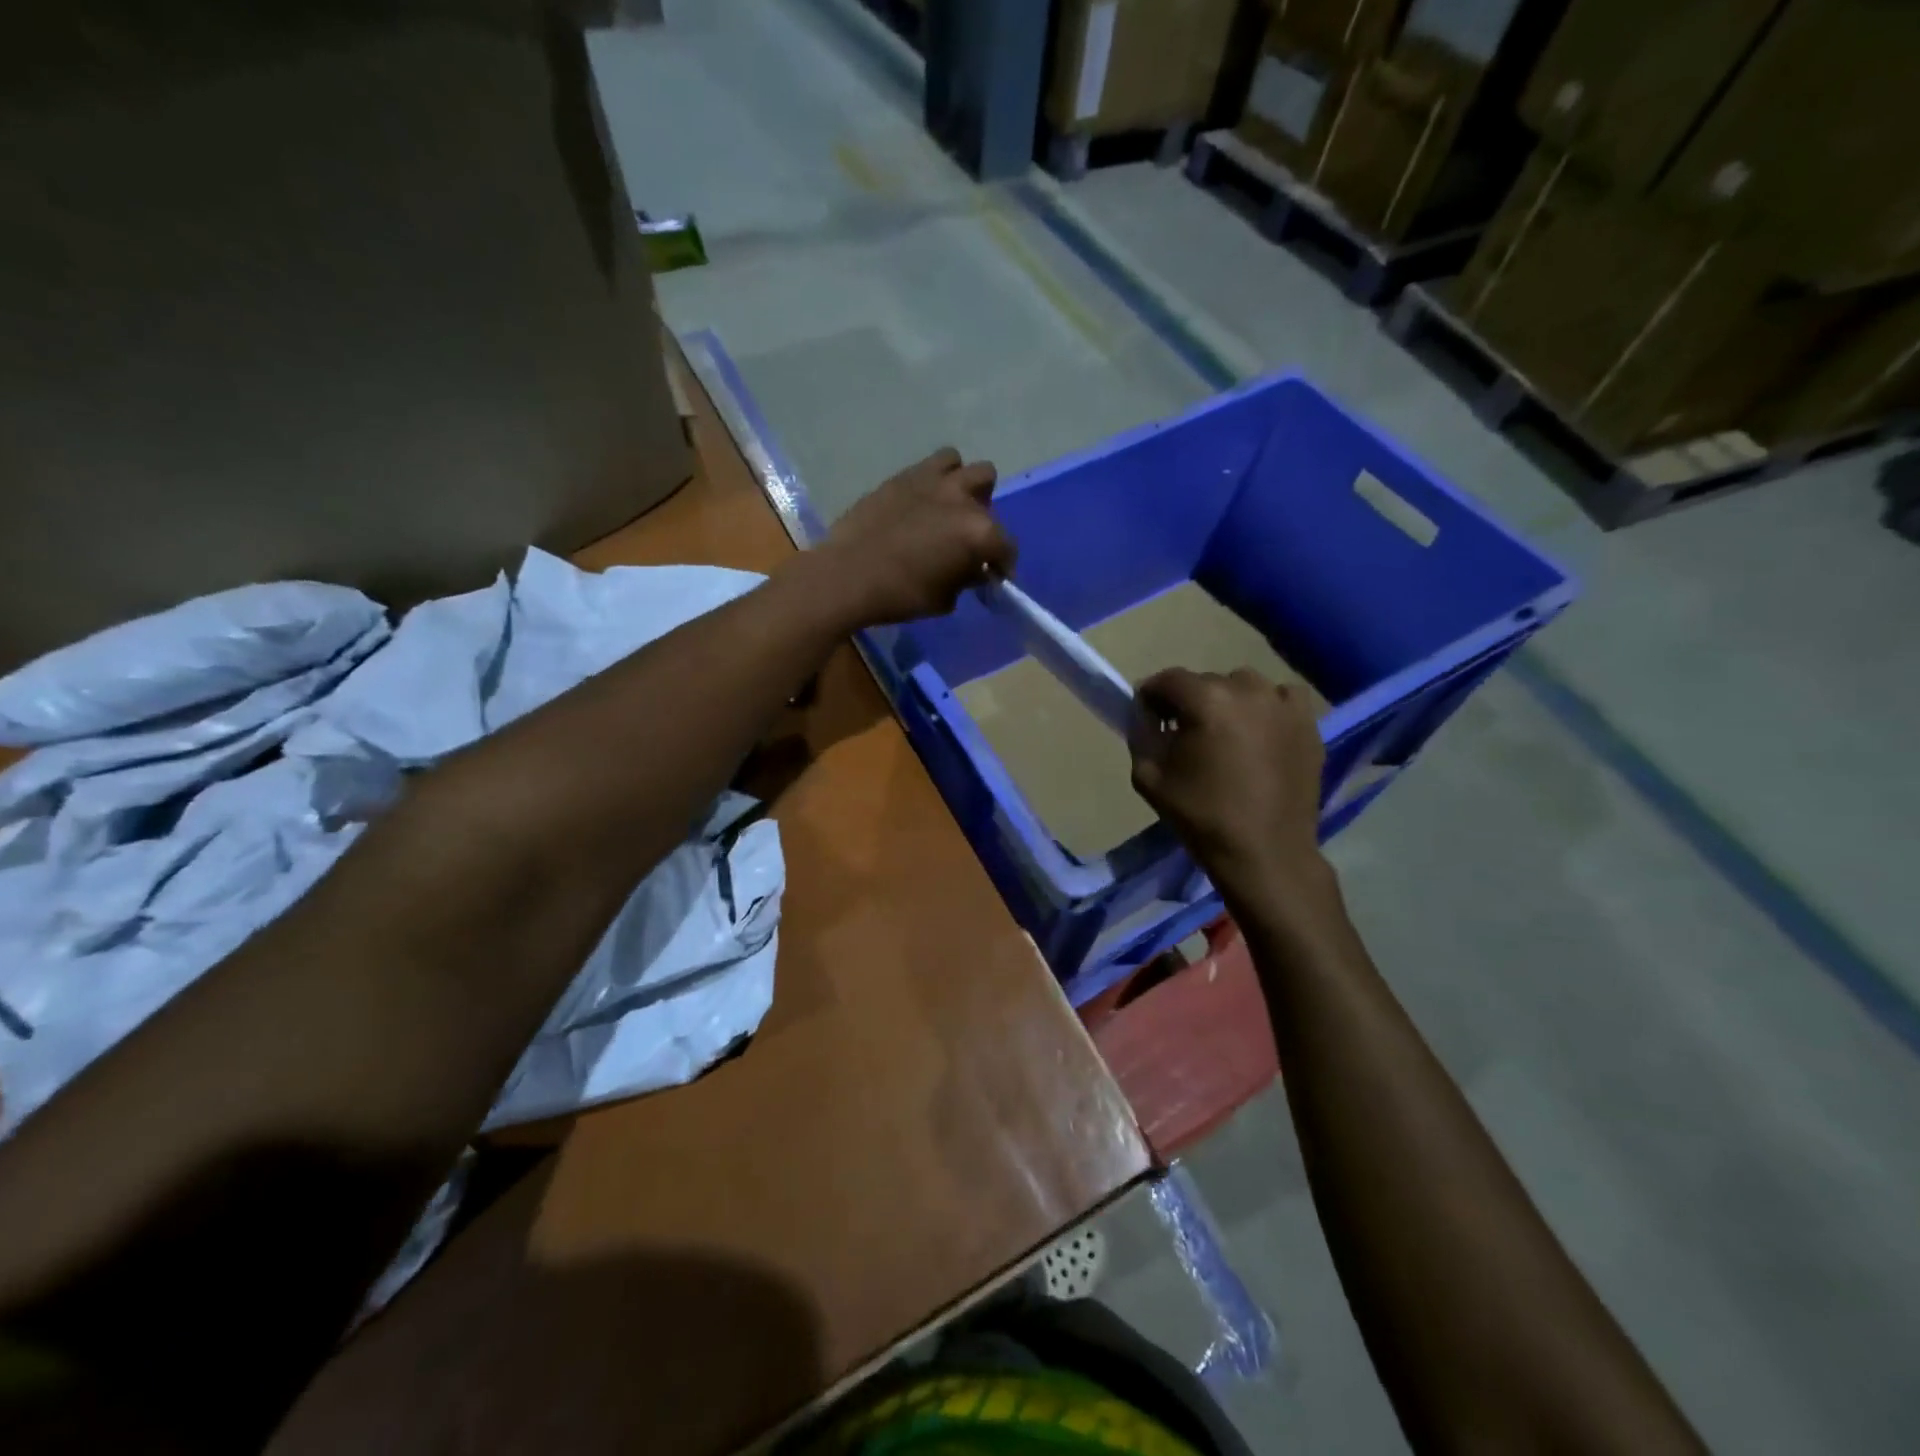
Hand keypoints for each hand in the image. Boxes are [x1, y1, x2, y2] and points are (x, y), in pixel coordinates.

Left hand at [814, 448, 1016, 625]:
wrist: (847, 575)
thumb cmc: (901, 595)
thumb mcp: (945, 599)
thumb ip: (966, 579)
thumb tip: (973, 569)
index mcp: (979, 532)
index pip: (1006, 546)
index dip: (1003, 564)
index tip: (994, 576)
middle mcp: (961, 498)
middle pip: (987, 491)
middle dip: (983, 514)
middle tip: (967, 537)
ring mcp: (930, 481)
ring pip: (961, 465)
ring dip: (961, 484)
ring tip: (946, 508)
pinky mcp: (902, 477)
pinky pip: (929, 467)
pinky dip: (932, 482)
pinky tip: (920, 504)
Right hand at [1130, 667, 1332, 909]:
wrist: (1265, 853)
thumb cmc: (1201, 816)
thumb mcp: (1148, 776)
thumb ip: (1141, 734)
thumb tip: (1146, 714)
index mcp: (1205, 700)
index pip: (1167, 680)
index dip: (1151, 697)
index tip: (1149, 720)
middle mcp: (1247, 689)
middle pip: (1205, 682)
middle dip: (1189, 703)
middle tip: (1185, 734)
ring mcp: (1283, 703)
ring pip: (1243, 686)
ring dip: (1227, 702)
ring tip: (1225, 735)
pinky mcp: (1308, 723)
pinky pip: (1280, 698)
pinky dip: (1265, 708)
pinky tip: (1259, 734)